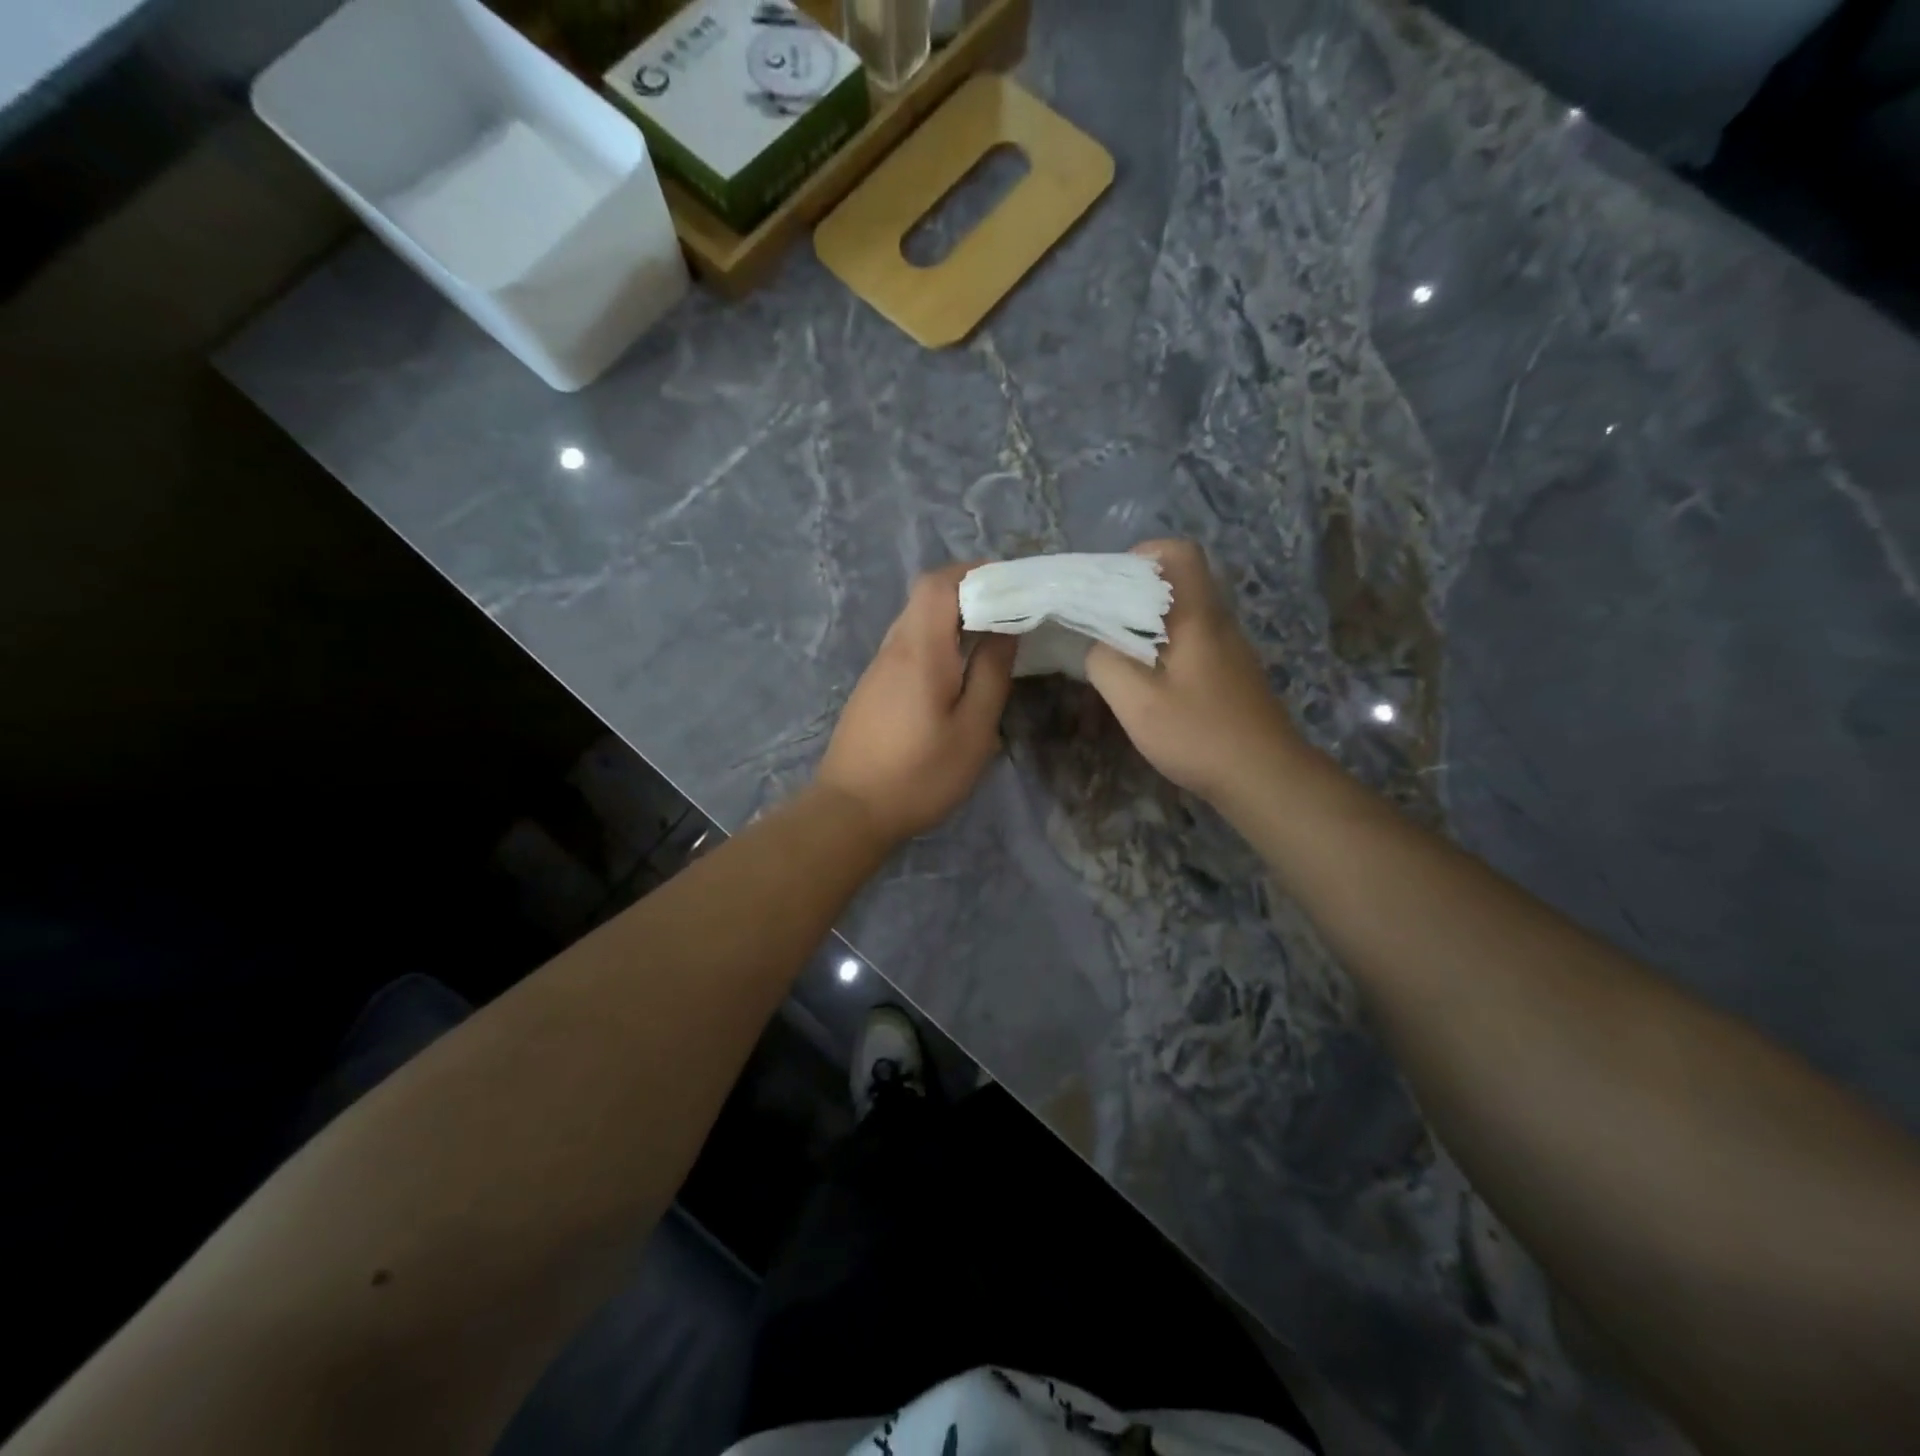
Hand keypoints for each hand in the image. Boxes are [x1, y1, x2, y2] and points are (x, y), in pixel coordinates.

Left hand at [816, 563, 1018, 847]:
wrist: (851, 811)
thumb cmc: (921, 773)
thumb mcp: (973, 729)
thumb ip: (992, 673)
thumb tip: (1006, 628)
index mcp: (920, 649)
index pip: (939, 582)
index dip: (975, 572)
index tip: (1012, 584)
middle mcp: (894, 648)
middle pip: (926, 596)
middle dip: (969, 592)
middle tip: (1010, 610)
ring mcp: (878, 668)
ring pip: (916, 621)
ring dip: (953, 618)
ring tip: (992, 638)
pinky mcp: (874, 688)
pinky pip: (908, 646)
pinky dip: (938, 641)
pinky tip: (959, 670)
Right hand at [1084, 539, 1303, 803]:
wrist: (1264, 776)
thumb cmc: (1199, 733)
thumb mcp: (1138, 701)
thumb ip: (1107, 662)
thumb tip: (1097, 644)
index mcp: (1198, 616)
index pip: (1180, 553)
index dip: (1143, 556)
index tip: (1111, 584)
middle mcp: (1218, 621)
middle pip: (1180, 581)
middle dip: (1136, 591)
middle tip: (1102, 619)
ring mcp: (1228, 648)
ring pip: (1185, 613)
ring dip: (1149, 622)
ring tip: (1116, 649)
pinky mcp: (1229, 673)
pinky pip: (1192, 639)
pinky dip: (1164, 646)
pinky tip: (1146, 679)